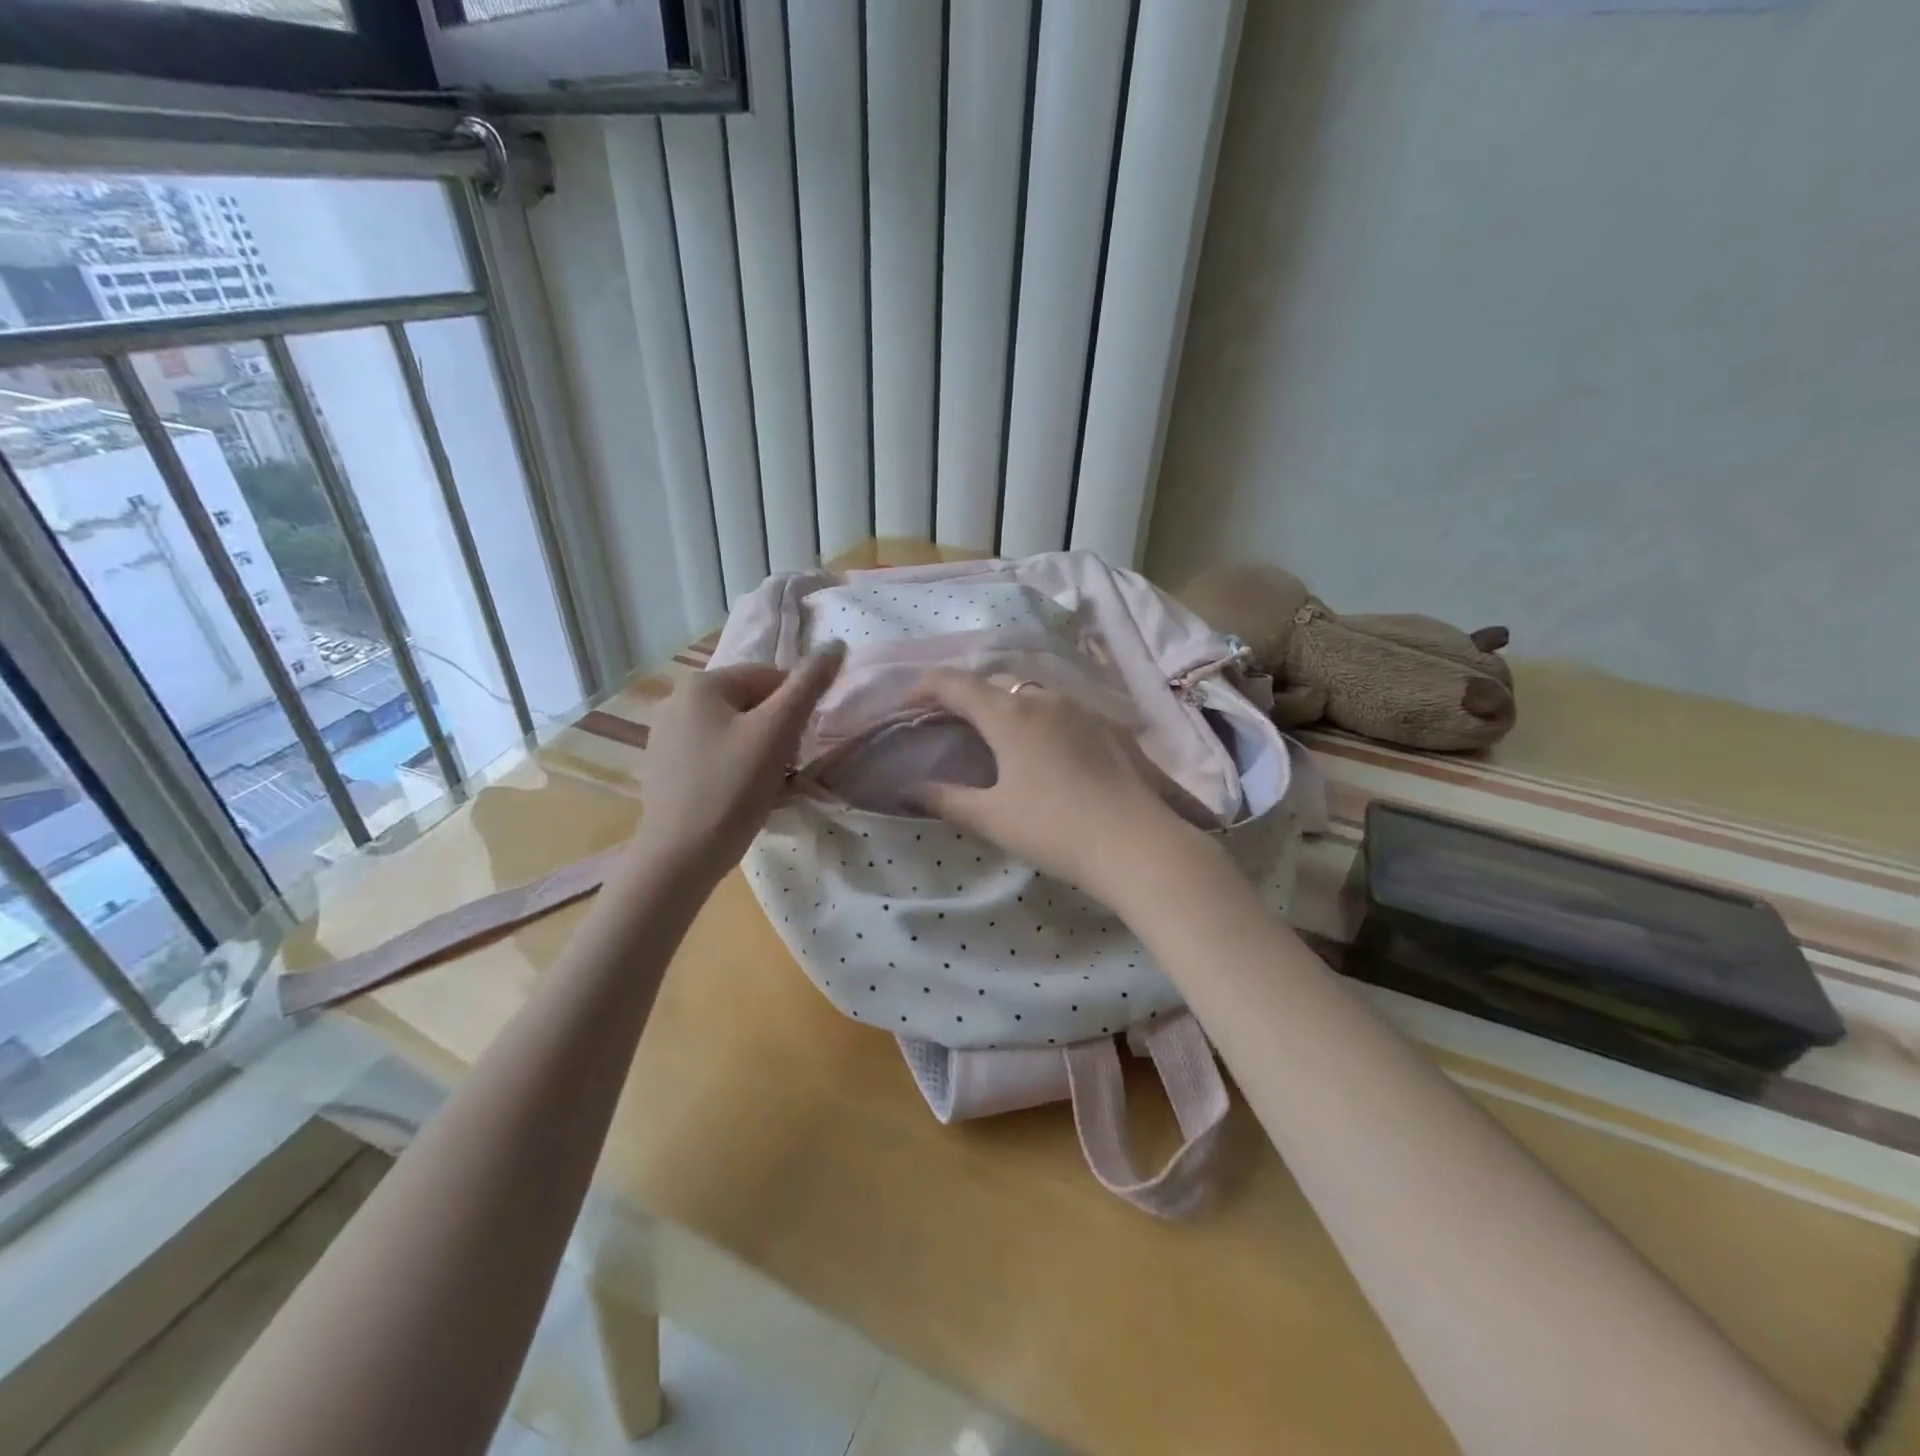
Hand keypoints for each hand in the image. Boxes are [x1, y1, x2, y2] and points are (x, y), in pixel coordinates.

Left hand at [637, 647, 844, 881]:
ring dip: (764, 754)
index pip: (770, 677)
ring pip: (736, 733)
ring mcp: (667, 738)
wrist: (679, 858)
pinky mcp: (666, 770)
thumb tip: (836, 644)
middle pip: (752, 705)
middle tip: (789, 770)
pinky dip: (739, 770)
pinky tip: (748, 799)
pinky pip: (717, 756)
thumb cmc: (731, 789)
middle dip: (779, 734)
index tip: (803, 744)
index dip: (797, 708)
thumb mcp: (776, 732)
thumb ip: (808, 685)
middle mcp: (676, 702)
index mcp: (701, 685)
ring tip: (771, 788)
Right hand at [908, 669, 1203, 907]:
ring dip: (1007, 705)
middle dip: (966, 695)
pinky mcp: (1111, 725)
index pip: (954, 683)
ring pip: (1033, 693)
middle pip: (994, 683)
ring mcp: (1083, 708)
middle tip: (951, 723)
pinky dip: (1043, 719)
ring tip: (999, 736)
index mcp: (1009, 713)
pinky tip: (1049, 751)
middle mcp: (1044, 698)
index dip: (924, 687)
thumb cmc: (1054, 828)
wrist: (1138, 842)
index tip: (907, 704)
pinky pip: (1065, 710)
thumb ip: (945, 799)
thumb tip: (906, 789)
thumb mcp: (992, 818)